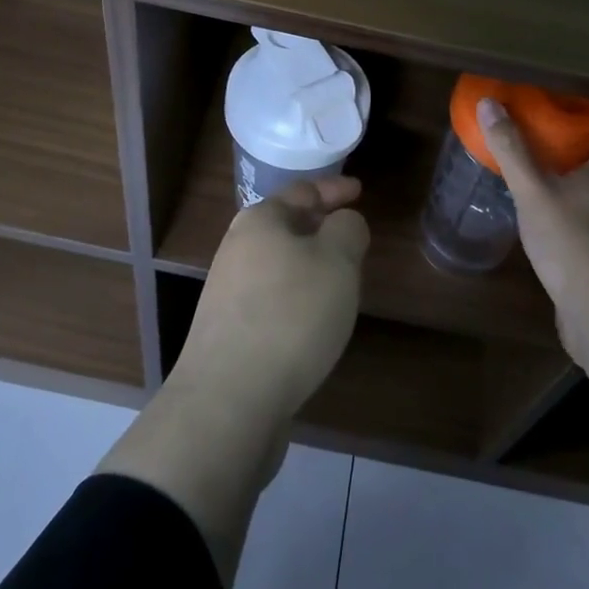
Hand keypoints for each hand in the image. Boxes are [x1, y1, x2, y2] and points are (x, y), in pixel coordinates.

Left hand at [170, 176, 368, 421]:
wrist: (230, 399)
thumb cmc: (291, 315)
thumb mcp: (338, 261)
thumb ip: (348, 230)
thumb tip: (343, 224)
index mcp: (261, 220)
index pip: (303, 191)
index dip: (335, 189)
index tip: (360, 191)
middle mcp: (237, 247)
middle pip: (286, 226)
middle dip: (320, 228)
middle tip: (353, 238)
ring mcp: (228, 290)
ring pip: (279, 263)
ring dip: (309, 266)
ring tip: (340, 280)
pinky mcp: (228, 329)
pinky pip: (272, 298)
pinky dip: (296, 297)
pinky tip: (312, 321)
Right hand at [475, 98, 588, 310]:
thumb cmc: (573, 240)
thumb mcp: (534, 191)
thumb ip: (512, 149)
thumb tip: (489, 102)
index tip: (577, 102)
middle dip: (579, 145)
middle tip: (545, 131)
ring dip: (571, 180)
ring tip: (536, 170)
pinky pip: (585, 223)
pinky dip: (567, 212)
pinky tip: (542, 217)